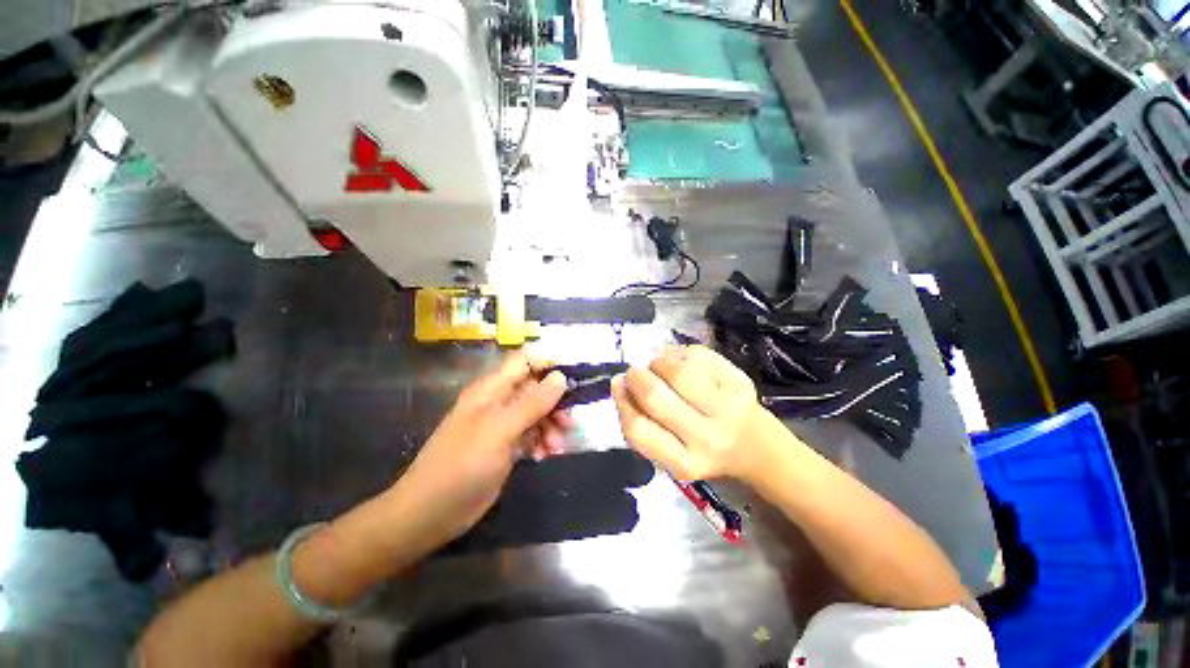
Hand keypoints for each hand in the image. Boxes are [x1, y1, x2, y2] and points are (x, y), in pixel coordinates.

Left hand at [394, 351, 569, 543]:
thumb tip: (560, 376)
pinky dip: (541, 441)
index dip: (549, 362)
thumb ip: (532, 402)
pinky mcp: (505, 445)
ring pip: (536, 412)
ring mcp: (502, 424)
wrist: (430, 513)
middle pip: (535, 388)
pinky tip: (545, 455)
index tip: (574, 375)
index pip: (525, 360)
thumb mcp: (500, 430)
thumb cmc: (462, 465)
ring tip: (556, 446)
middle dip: (555, 402)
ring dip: (551, 425)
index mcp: (492, 388)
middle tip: (569, 422)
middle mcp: (498, 401)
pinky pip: (531, 433)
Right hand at [611, 345, 773, 481]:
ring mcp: (727, 408)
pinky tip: (680, 361)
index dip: (622, 402)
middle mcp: (707, 438)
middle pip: (655, 396)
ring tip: (659, 367)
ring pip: (676, 371)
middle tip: (635, 373)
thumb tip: (619, 382)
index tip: (620, 386)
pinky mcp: (740, 382)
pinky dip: (679, 354)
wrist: (756, 446)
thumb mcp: (669, 453)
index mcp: (685, 462)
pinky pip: (696, 355)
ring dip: (658, 362)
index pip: (638, 430)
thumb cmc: (703, 449)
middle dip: (636, 377)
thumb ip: (641, 424)